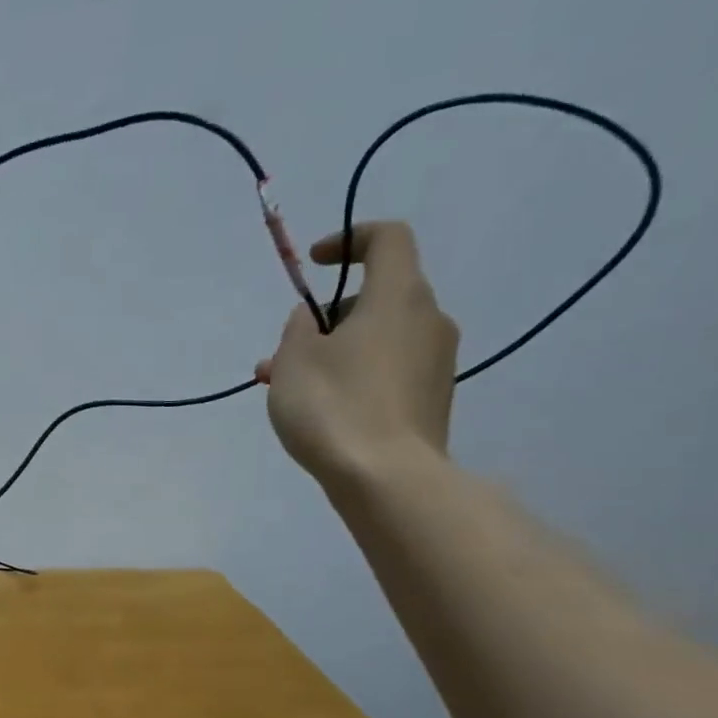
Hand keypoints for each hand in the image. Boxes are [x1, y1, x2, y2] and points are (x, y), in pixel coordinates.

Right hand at [255, 221, 458, 491]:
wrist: (386, 479)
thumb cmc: (334, 407)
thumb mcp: (294, 360)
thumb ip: (298, 329)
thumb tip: (312, 321)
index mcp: (398, 296)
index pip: (388, 239)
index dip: (349, 240)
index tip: (315, 264)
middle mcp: (428, 320)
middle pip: (377, 297)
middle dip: (325, 319)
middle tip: (281, 353)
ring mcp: (435, 362)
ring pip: (378, 339)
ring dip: (333, 353)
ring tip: (286, 390)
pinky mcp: (431, 399)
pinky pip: (388, 370)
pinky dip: (354, 376)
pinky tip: (321, 411)